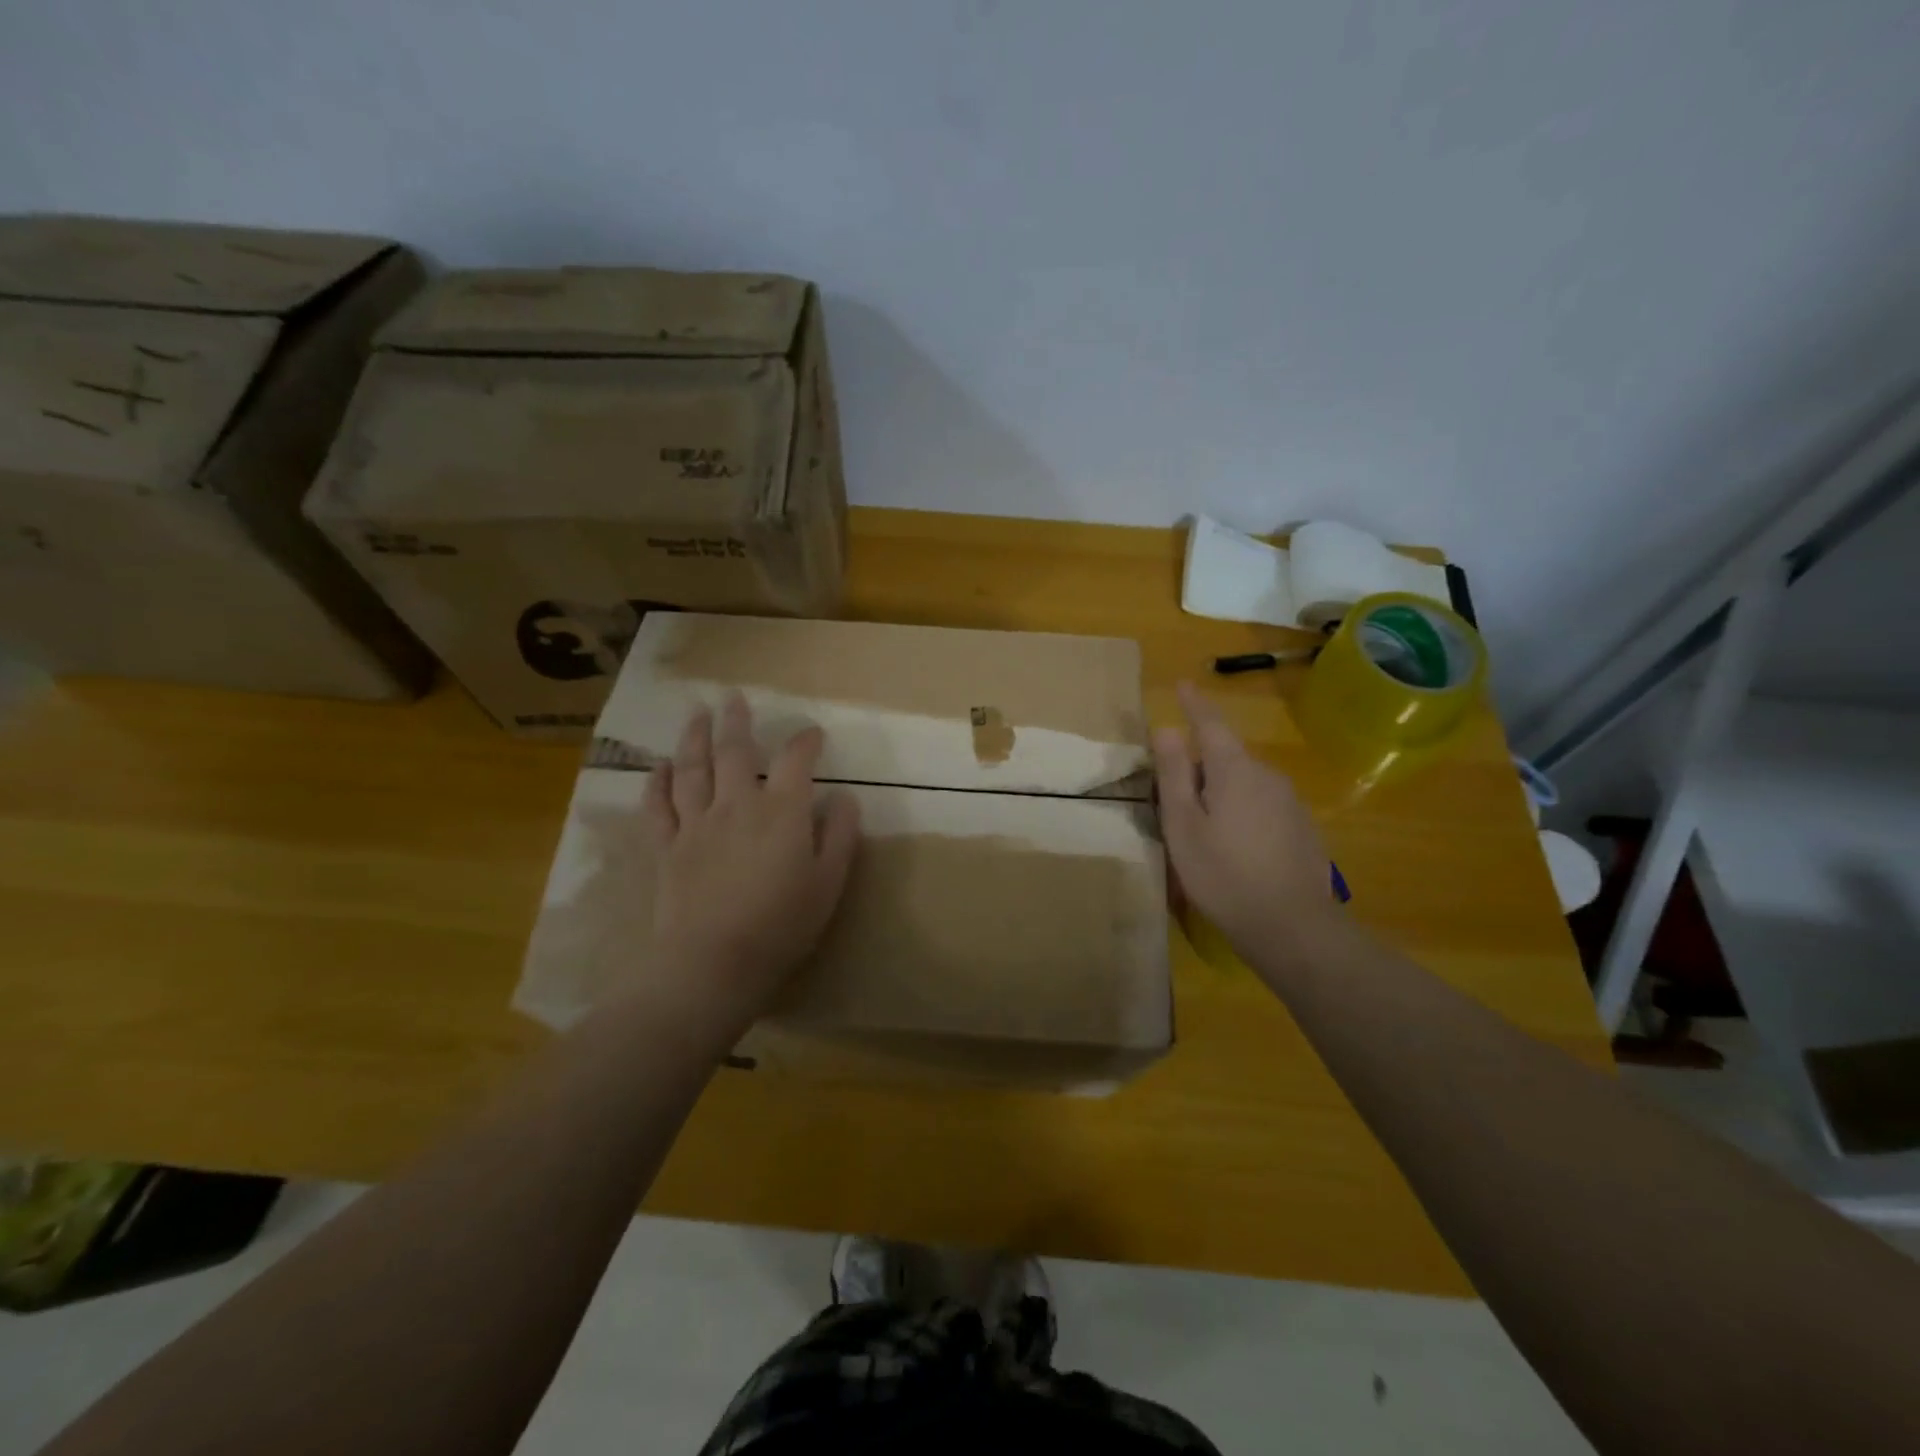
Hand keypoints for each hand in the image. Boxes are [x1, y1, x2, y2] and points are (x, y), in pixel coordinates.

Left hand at [637, 692, 860, 1041]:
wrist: (713, 963)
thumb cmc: (781, 925)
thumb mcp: (829, 883)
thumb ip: (840, 835)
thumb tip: (844, 798)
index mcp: (781, 812)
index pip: (797, 761)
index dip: (806, 741)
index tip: (812, 733)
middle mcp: (737, 805)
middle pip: (735, 751)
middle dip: (737, 721)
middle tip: (733, 697)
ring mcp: (696, 824)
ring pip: (692, 769)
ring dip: (694, 737)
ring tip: (696, 714)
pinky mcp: (667, 847)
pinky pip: (658, 806)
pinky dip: (657, 782)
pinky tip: (659, 767)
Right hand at [1153, 680, 1338, 956]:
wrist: (1292, 927)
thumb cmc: (1223, 874)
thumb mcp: (1183, 825)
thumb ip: (1174, 774)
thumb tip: (1167, 728)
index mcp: (1235, 770)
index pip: (1211, 724)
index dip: (1194, 704)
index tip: (1182, 684)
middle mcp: (1268, 776)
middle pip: (1226, 757)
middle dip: (1199, 766)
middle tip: (1172, 798)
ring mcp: (1290, 802)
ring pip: (1244, 783)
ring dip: (1221, 793)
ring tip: (1201, 830)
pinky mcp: (1302, 828)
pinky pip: (1262, 805)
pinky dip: (1242, 813)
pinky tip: (1234, 848)